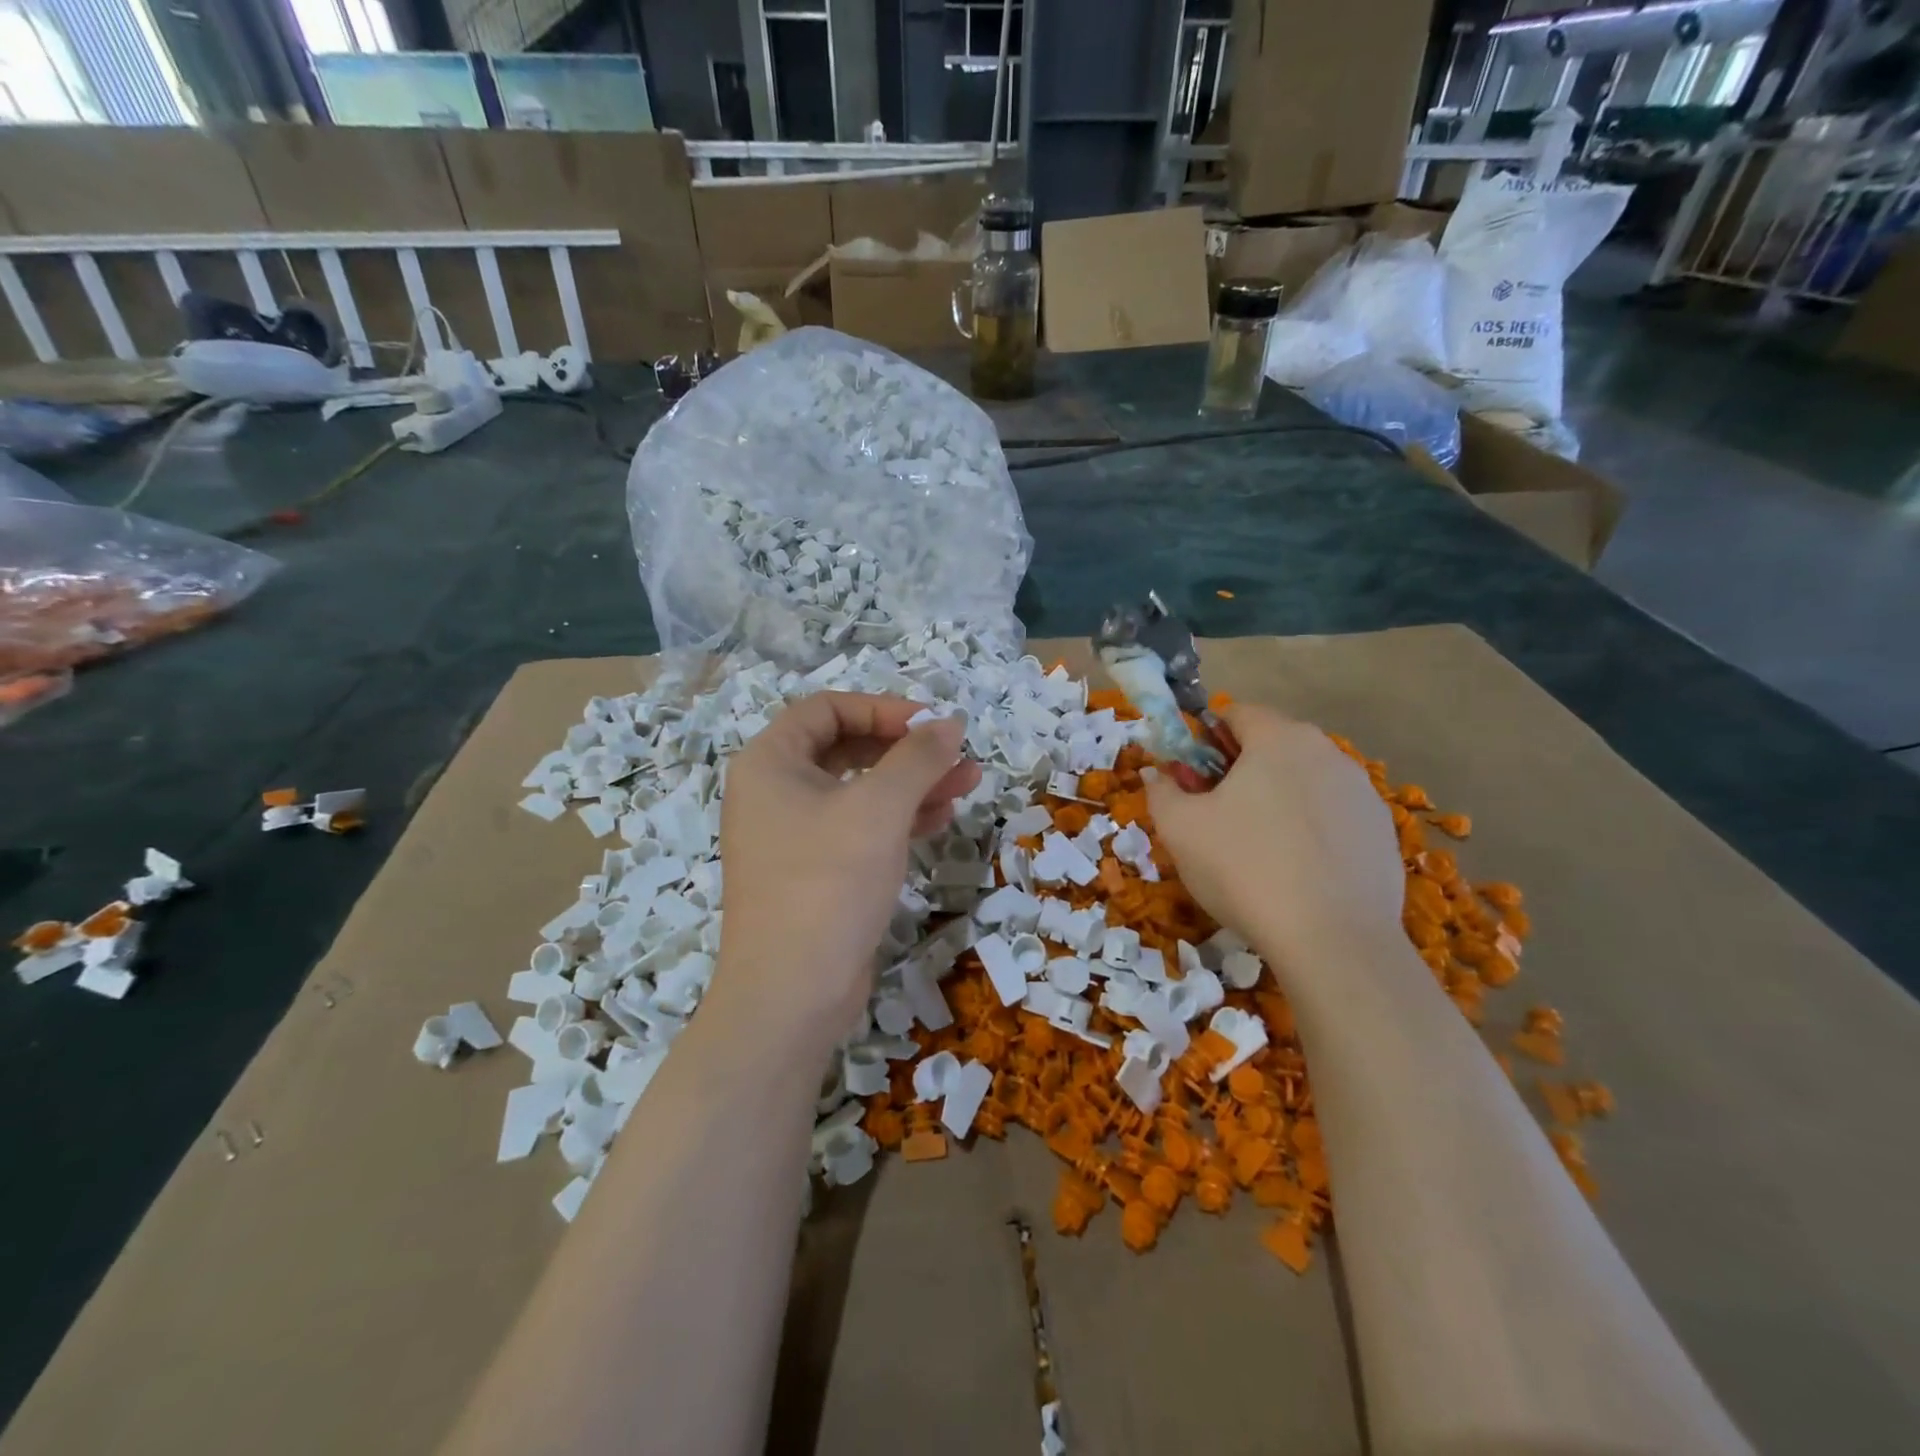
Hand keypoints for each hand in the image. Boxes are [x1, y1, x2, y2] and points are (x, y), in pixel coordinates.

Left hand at [707, 693, 980, 1049]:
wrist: (791, 995)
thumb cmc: (828, 883)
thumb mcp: (880, 810)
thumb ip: (918, 758)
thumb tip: (949, 723)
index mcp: (769, 763)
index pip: (827, 710)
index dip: (883, 709)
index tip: (931, 724)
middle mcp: (773, 792)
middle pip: (846, 749)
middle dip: (905, 750)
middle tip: (957, 756)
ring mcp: (791, 835)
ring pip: (858, 791)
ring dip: (911, 784)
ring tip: (967, 785)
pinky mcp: (813, 872)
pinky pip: (857, 828)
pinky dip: (897, 819)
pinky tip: (940, 820)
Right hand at [1146, 705, 1402, 977]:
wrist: (1333, 941)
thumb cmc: (1244, 869)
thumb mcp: (1179, 829)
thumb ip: (1161, 790)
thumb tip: (1160, 774)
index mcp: (1278, 738)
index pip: (1236, 713)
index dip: (1205, 739)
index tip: (1192, 778)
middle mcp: (1328, 751)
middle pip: (1273, 745)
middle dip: (1242, 770)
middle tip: (1218, 816)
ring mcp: (1363, 791)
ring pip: (1306, 781)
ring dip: (1278, 799)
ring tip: (1259, 850)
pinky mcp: (1383, 831)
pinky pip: (1334, 816)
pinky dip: (1312, 830)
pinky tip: (1298, 872)